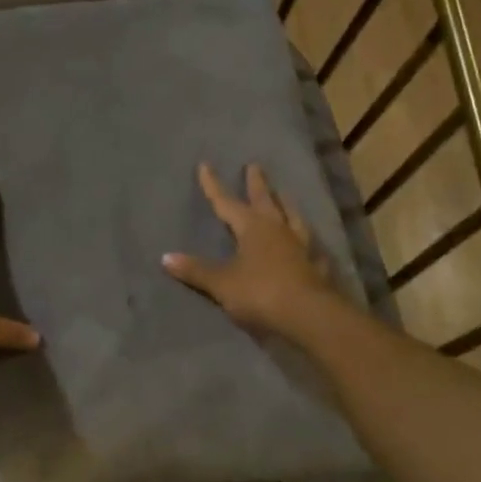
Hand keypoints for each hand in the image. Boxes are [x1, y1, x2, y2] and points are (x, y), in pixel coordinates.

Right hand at [163, 163, 343, 340]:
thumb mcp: (221, 283)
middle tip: (254, 166)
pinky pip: (311, 247)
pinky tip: (312, 245)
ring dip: (286, 205)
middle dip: (256, 184)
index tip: (205, 165)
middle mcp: (277, 230)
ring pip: (292, 218)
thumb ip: (196, 270)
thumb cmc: (260, 293)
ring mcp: (300, 247)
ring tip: (284, 194)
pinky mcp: (316, 267)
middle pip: (265, 201)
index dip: (213, 186)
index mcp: (252, 228)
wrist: (309, 316)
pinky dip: (307, 242)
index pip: (226, 202)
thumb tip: (165, 257)